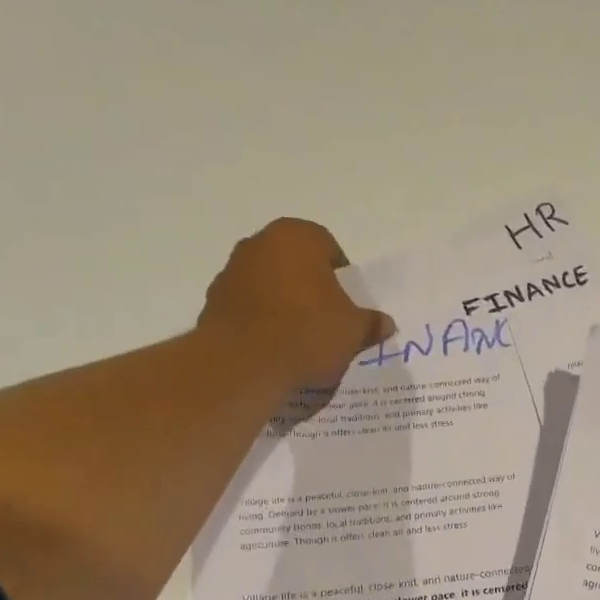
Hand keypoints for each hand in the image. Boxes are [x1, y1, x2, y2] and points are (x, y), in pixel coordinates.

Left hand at [199, 218, 395, 387]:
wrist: (245, 363)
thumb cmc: (307, 332)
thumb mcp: (352, 331)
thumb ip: (370, 323)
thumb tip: (385, 323)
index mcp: (298, 236)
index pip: (328, 247)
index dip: (341, 276)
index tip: (347, 305)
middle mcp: (259, 243)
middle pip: (294, 263)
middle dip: (309, 287)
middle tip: (326, 320)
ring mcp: (231, 271)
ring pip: (268, 284)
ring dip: (282, 304)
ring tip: (298, 340)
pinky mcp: (213, 303)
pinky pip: (247, 309)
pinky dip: (260, 322)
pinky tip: (273, 349)